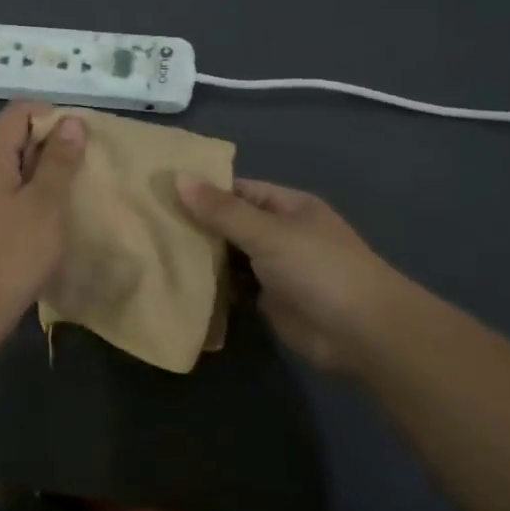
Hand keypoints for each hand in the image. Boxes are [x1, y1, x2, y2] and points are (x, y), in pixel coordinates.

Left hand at [0, 101, 85, 338]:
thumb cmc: (12, 254)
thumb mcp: (46, 204)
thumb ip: (59, 161)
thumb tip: (70, 121)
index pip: (17, 113)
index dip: (50, 116)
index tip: (78, 140)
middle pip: (12, 140)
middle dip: (49, 146)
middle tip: (82, 169)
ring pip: (10, 171)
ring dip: (41, 175)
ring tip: (70, 195)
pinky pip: (4, 197)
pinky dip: (28, 198)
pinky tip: (47, 223)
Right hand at [175, 176, 409, 374]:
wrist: (362, 332)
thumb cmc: (318, 268)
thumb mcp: (268, 233)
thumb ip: (222, 210)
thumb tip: (179, 178)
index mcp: (287, 207)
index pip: (238, 191)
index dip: (203, 190)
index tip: (160, 192)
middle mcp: (281, 234)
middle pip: (231, 224)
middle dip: (197, 225)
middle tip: (147, 224)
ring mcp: (276, 269)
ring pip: (231, 258)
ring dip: (203, 258)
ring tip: (153, 253)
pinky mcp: (270, 302)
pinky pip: (236, 289)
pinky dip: (213, 289)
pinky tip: (179, 285)